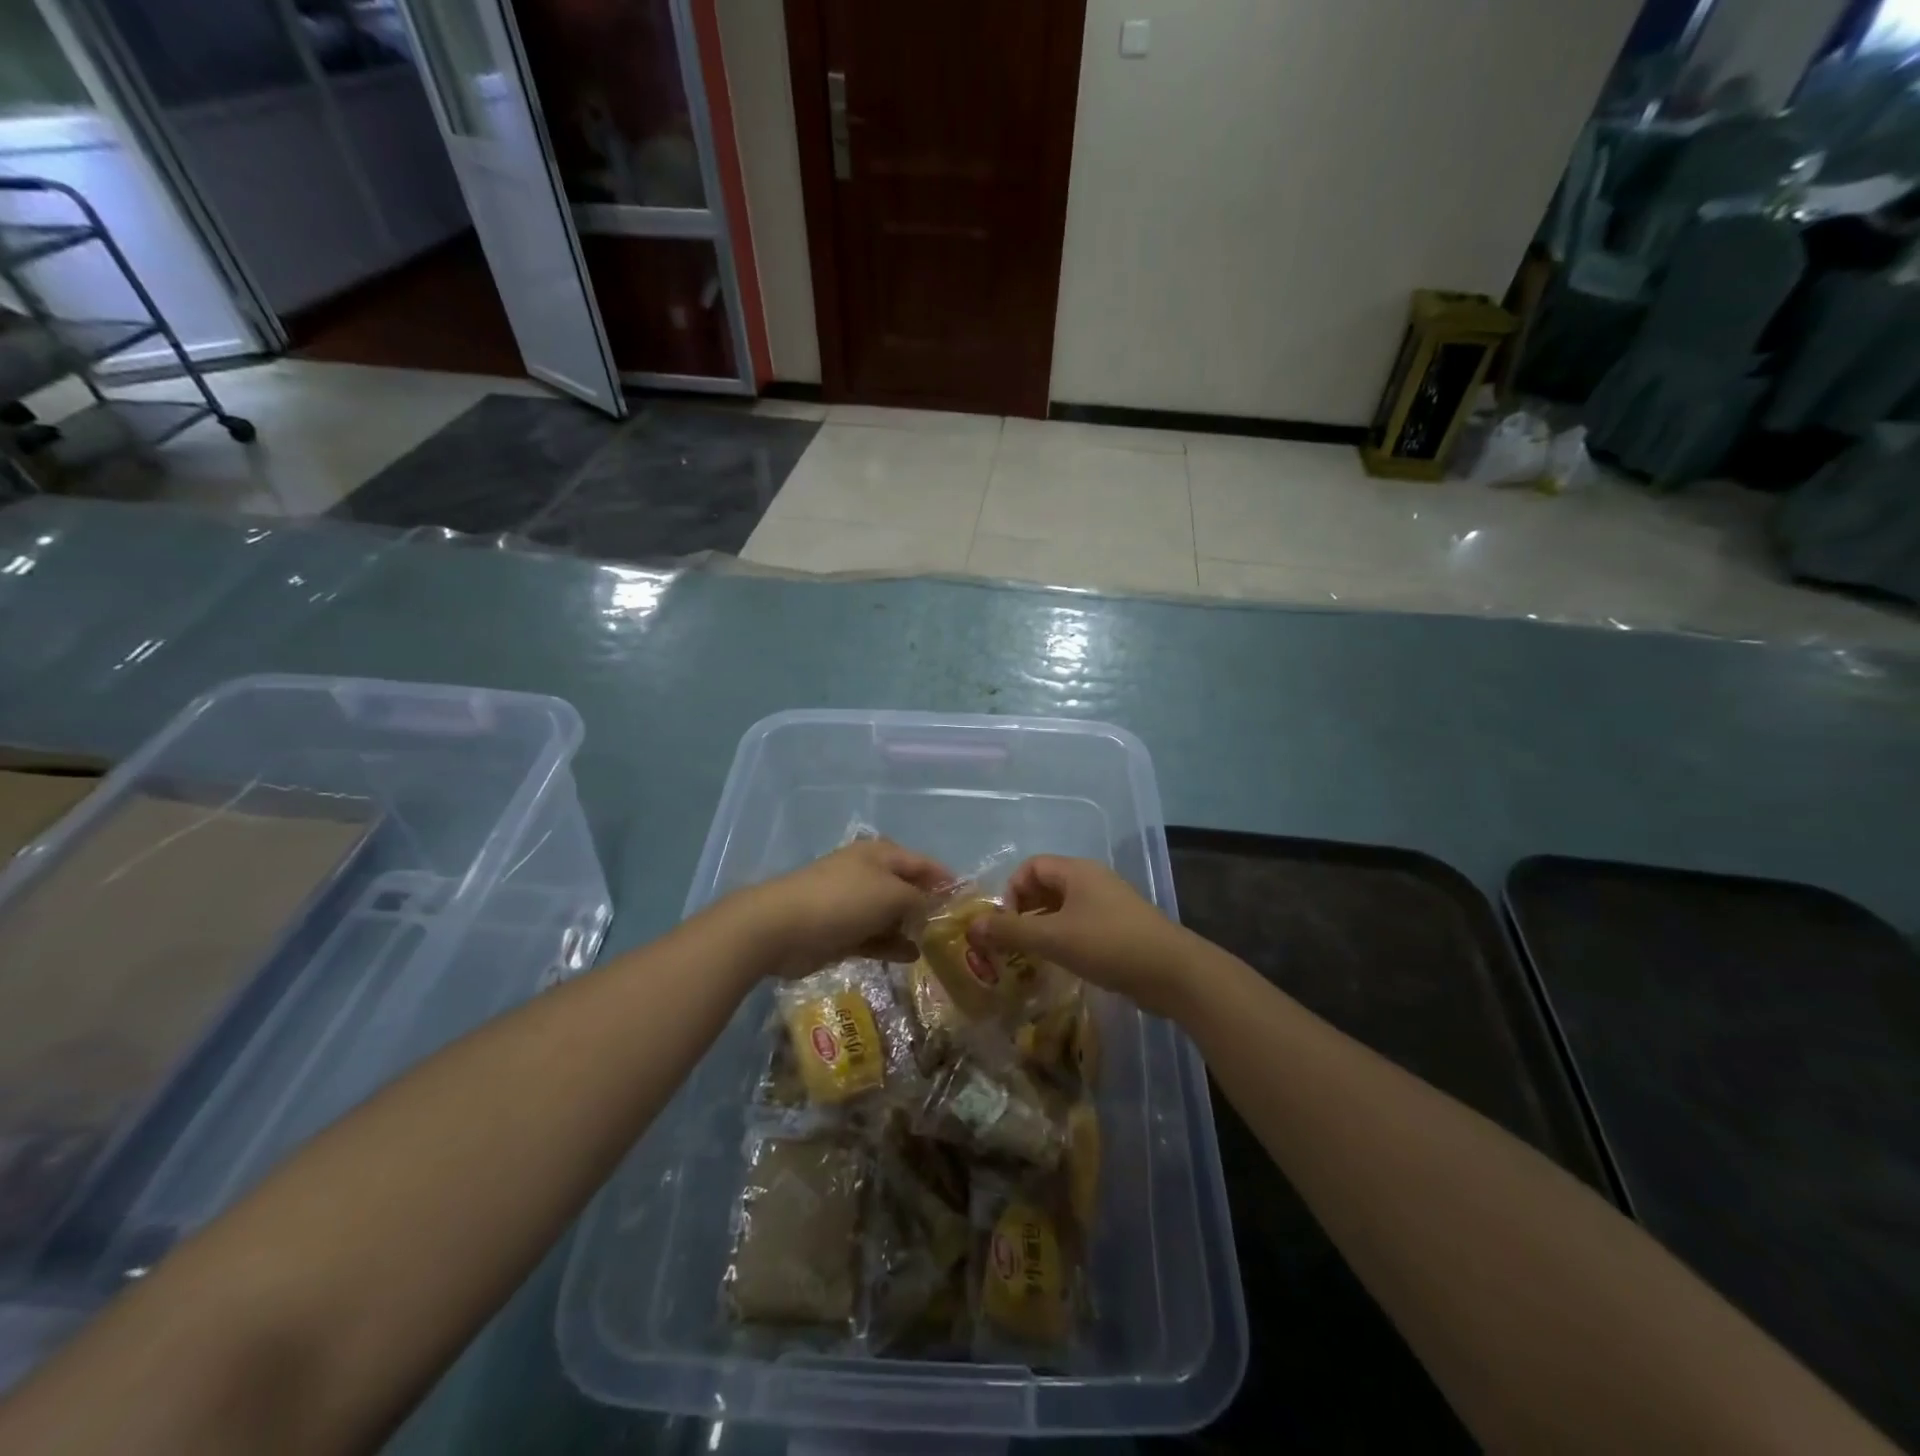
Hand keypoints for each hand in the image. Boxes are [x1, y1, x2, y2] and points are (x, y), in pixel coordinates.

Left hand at [734, 838, 951, 978]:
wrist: (781, 928)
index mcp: (881, 855)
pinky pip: (875, 937)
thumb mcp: (891, 894)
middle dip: (931, 907)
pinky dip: (892, 945)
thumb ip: (920, 900)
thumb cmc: (843, 900)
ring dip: (912, 928)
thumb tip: (935, 907)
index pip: (924, 864)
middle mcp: (869, 875)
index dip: (947, 880)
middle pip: (908, 889)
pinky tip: (912, 958)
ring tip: (939, 948)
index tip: (971, 902)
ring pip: (892, 915)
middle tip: (958, 932)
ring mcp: (853, 904)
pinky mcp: (841, 932)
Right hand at [966, 856, 1196, 1017]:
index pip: (1031, 867)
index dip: (1012, 891)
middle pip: (1046, 887)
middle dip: (1024, 912)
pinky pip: (1080, 927)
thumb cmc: (1108, 944)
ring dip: (1042, 929)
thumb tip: (971, 926)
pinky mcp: (1119, 930)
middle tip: (1012, 944)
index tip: (1007, 924)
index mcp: (1077, 871)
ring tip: (1030, 959)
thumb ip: (1010, 931)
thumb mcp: (1053, 937)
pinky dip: (1064, 941)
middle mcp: (1092, 881)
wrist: (1172, 973)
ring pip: (1063, 910)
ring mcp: (1108, 906)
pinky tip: (1060, 966)